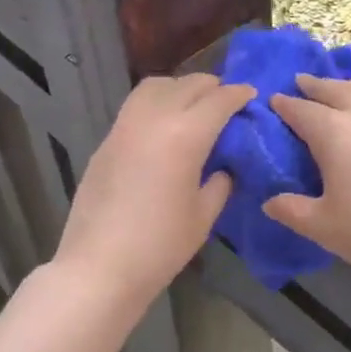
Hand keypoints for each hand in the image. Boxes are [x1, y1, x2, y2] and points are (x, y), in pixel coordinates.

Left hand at [54, 73, 254, 307]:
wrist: (99, 266)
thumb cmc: (160, 246)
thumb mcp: (203, 216)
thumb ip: (219, 183)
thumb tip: (223, 168)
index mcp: (185, 135)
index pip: (219, 100)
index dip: (238, 95)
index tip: (251, 95)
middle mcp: (154, 119)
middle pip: (187, 85)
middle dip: (211, 87)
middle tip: (226, 102)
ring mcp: (124, 126)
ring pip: (155, 86)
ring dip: (179, 88)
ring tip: (193, 106)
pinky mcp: (106, 141)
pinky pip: (136, 106)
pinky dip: (156, 103)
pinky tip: (164, 127)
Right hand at [264, 75, 350, 292]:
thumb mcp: (323, 227)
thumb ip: (292, 210)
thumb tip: (270, 203)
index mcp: (334, 131)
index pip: (301, 110)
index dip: (285, 105)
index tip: (274, 100)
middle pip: (336, 89)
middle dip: (315, 85)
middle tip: (302, 82)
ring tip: (344, 88)